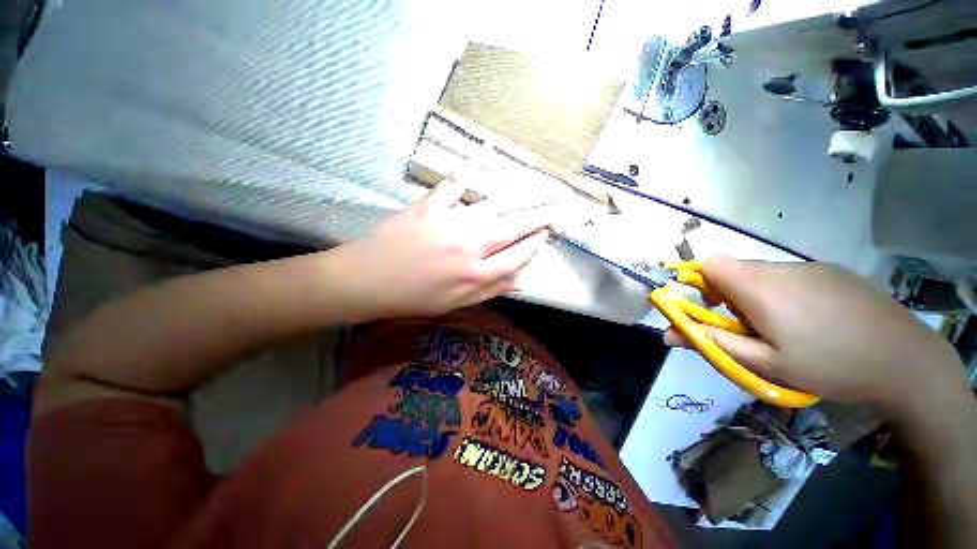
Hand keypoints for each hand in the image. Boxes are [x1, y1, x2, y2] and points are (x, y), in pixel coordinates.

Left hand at [333, 177, 550, 319]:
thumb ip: (488, 292)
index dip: (533, 245)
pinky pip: (453, 185)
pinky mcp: (430, 206)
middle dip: (536, 219)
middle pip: (511, 230)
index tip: (544, 234)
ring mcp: (450, 223)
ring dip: (517, 199)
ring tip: (535, 189)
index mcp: (475, 275)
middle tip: (552, 209)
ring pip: (492, 208)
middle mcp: (469, 247)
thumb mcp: (454, 304)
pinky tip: (478, 155)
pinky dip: (464, 170)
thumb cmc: (412, 297)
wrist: (366, 281)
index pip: (516, 257)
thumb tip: (519, 283)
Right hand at [664, 256, 968, 418]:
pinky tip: (812, 318)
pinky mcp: (831, 271)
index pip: (711, 263)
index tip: (712, 308)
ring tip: (784, 326)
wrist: (905, 361)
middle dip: (728, 293)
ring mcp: (809, 267)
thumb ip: (712, 343)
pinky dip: (784, 291)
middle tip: (750, 326)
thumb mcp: (765, 364)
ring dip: (757, 293)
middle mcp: (780, 268)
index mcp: (760, 288)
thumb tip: (667, 334)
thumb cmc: (829, 366)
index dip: (701, 281)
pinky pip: (790, 274)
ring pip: (762, 272)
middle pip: (735, 268)